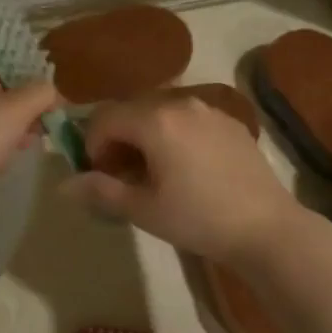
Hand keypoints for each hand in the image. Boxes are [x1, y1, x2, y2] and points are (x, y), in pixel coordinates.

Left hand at [0, 65, 57, 214]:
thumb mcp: (19, 107)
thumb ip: (42, 92)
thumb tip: (53, 92)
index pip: (8, 71)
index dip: (34, 85)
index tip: (54, 104)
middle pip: (3, 97)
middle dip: (26, 112)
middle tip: (44, 128)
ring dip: (15, 132)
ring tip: (28, 144)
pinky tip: (6, 161)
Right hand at [67, 94, 307, 266]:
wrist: (268, 228)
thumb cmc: (199, 219)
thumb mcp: (143, 209)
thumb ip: (100, 191)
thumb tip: (63, 184)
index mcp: (154, 119)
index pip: (104, 118)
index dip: (92, 145)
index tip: (101, 175)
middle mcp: (180, 103)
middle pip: (131, 110)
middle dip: (118, 138)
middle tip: (123, 175)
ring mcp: (209, 110)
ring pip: (160, 113)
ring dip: (145, 136)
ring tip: (154, 172)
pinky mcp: (230, 122)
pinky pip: (188, 119)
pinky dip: (174, 135)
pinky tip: (187, 168)